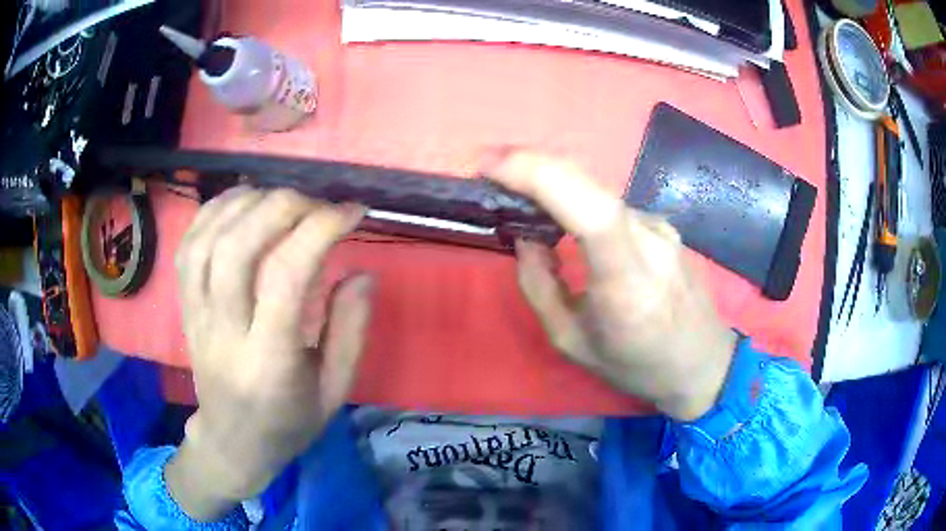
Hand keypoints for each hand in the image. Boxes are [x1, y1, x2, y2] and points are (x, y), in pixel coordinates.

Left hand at [165, 187, 372, 520]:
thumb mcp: (335, 391)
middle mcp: (224, 331)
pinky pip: (188, 246)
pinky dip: (214, 211)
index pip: (285, 277)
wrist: (231, 439)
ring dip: (245, 203)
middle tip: (316, 202)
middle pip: (235, 249)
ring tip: (280, 198)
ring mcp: (195, 315)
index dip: (320, 229)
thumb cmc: (288, 421)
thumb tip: (361, 272)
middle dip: (280, 207)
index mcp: (268, 360)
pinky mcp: (183, 305)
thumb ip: (350, 331)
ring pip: (206, 241)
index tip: (352, 213)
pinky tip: (241, 203)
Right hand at [486, 151, 736, 420]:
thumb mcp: (572, 342)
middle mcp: (651, 244)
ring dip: (554, 181)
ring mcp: (662, 229)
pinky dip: (578, 198)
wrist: (702, 362)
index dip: (540, 176)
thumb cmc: (637, 365)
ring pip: (598, 192)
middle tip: (489, 165)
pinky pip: (612, 204)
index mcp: (628, 283)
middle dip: (533, 164)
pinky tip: (563, 213)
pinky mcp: (664, 226)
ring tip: (518, 189)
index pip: (592, 212)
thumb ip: (539, 287)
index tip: (489, 164)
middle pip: (590, 187)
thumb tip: (525, 237)